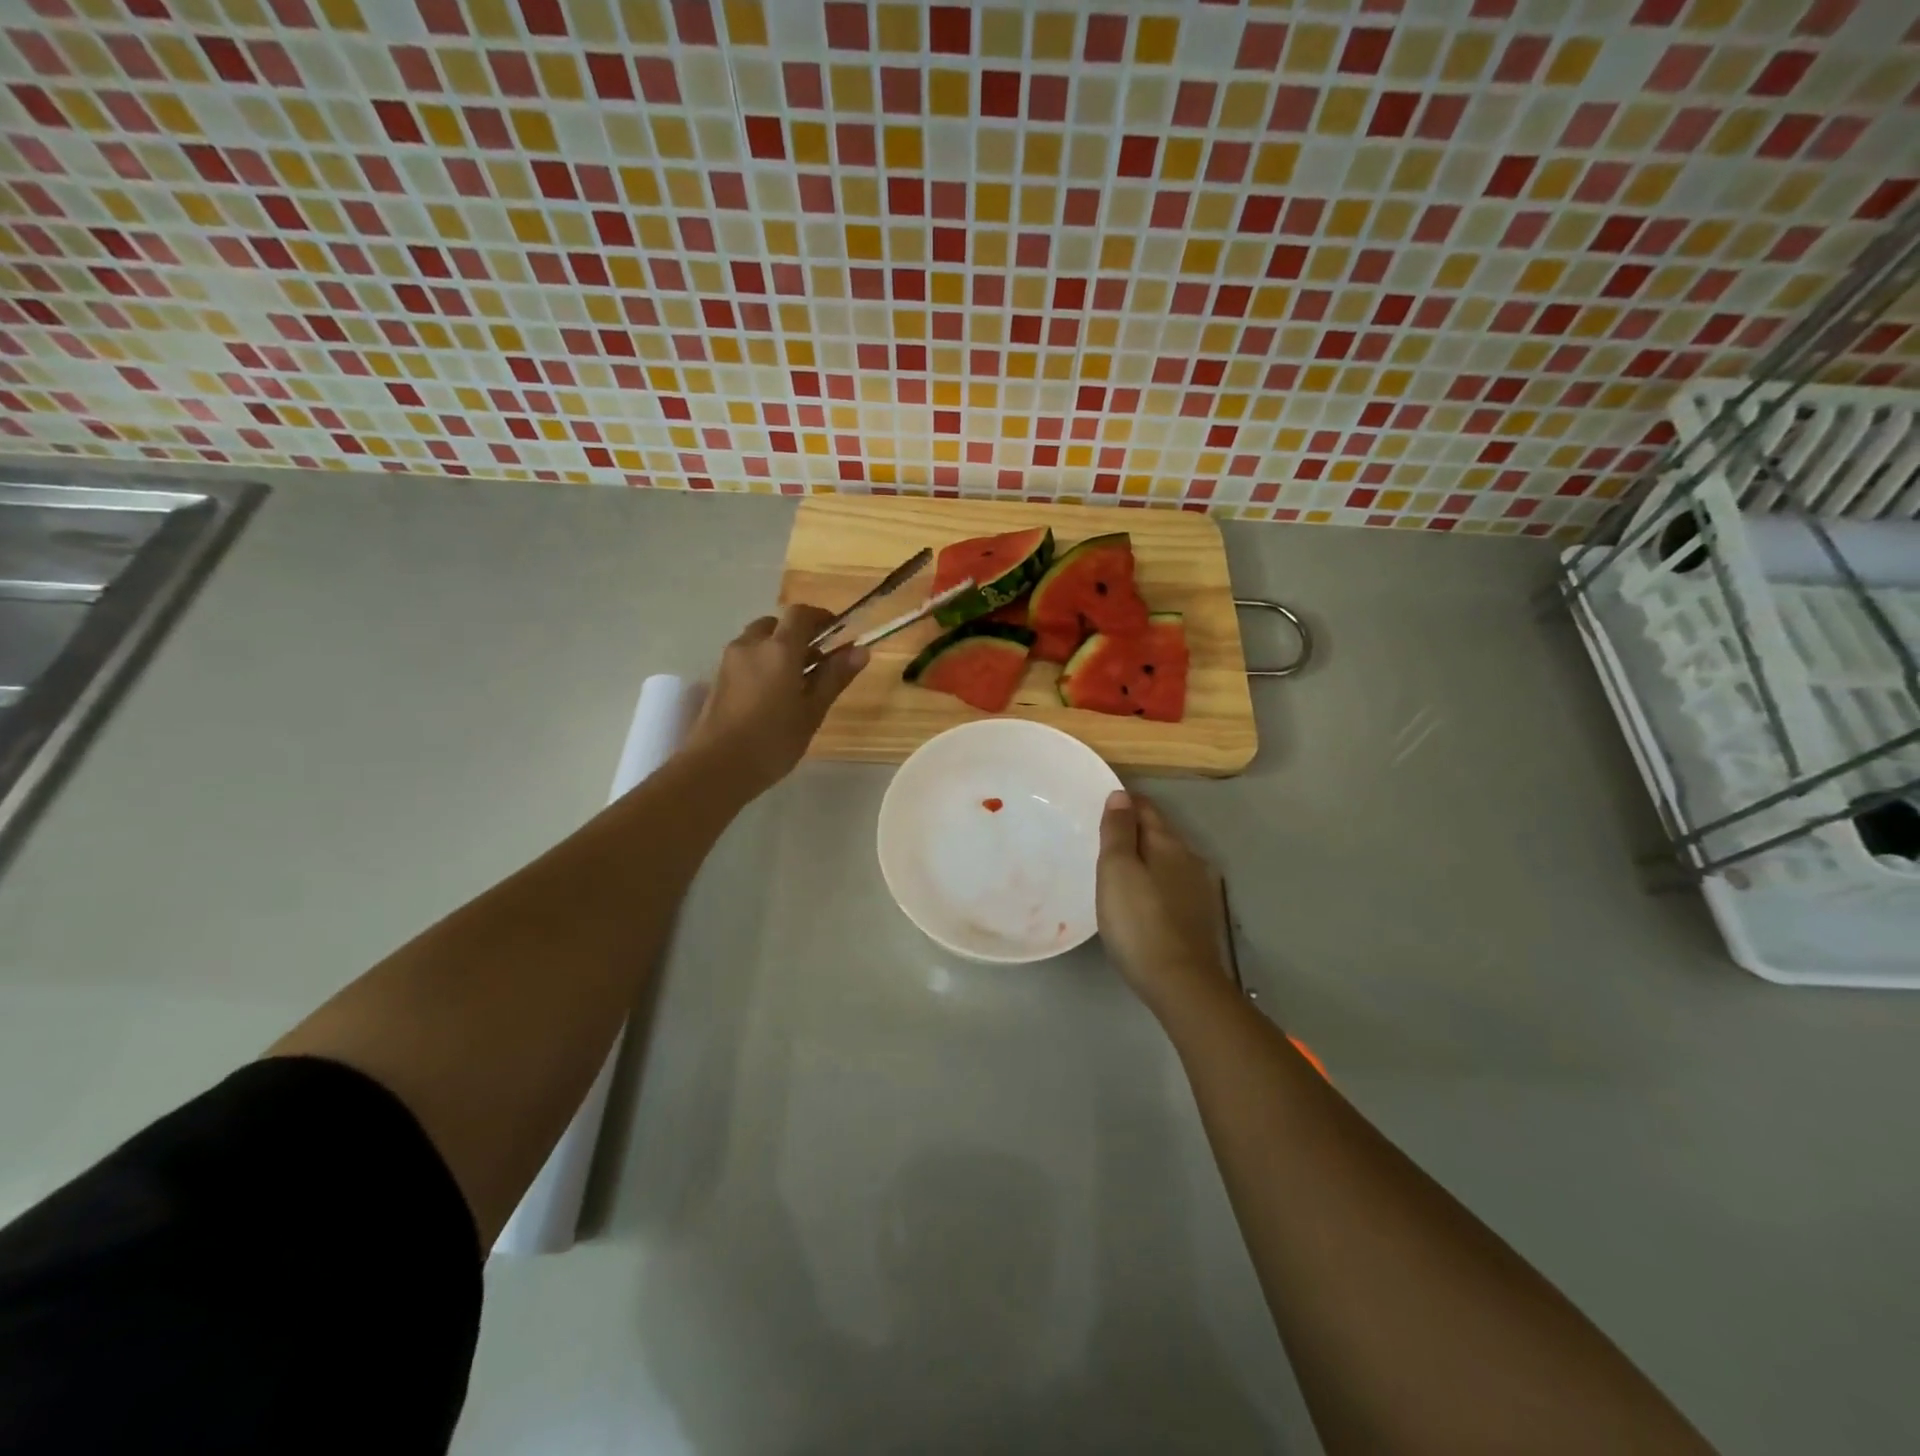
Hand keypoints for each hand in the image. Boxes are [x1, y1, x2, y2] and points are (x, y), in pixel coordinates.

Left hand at [685, 605, 867, 793]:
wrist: (716, 767)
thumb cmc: (773, 741)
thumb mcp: (812, 711)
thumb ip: (834, 677)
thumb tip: (860, 650)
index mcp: (779, 649)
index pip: (801, 613)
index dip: (821, 618)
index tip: (837, 634)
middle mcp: (751, 645)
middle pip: (776, 624)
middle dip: (798, 635)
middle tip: (817, 663)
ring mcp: (729, 661)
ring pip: (758, 641)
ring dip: (778, 649)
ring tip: (795, 683)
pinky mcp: (718, 678)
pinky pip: (745, 658)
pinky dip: (762, 663)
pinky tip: (772, 696)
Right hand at [1096, 790, 1228, 1012]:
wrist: (1180, 983)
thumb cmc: (1139, 921)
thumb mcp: (1117, 870)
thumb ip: (1118, 831)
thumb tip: (1121, 795)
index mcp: (1168, 844)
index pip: (1147, 809)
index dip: (1126, 802)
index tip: (1103, 803)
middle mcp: (1189, 860)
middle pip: (1160, 833)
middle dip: (1136, 830)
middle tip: (1104, 835)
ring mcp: (1198, 891)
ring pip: (1168, 861)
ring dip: (1146, 858)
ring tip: (1119, 867)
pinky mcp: (1199, 918)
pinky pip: (1172, 886)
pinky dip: (1155, 882)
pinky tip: (1142, 897)